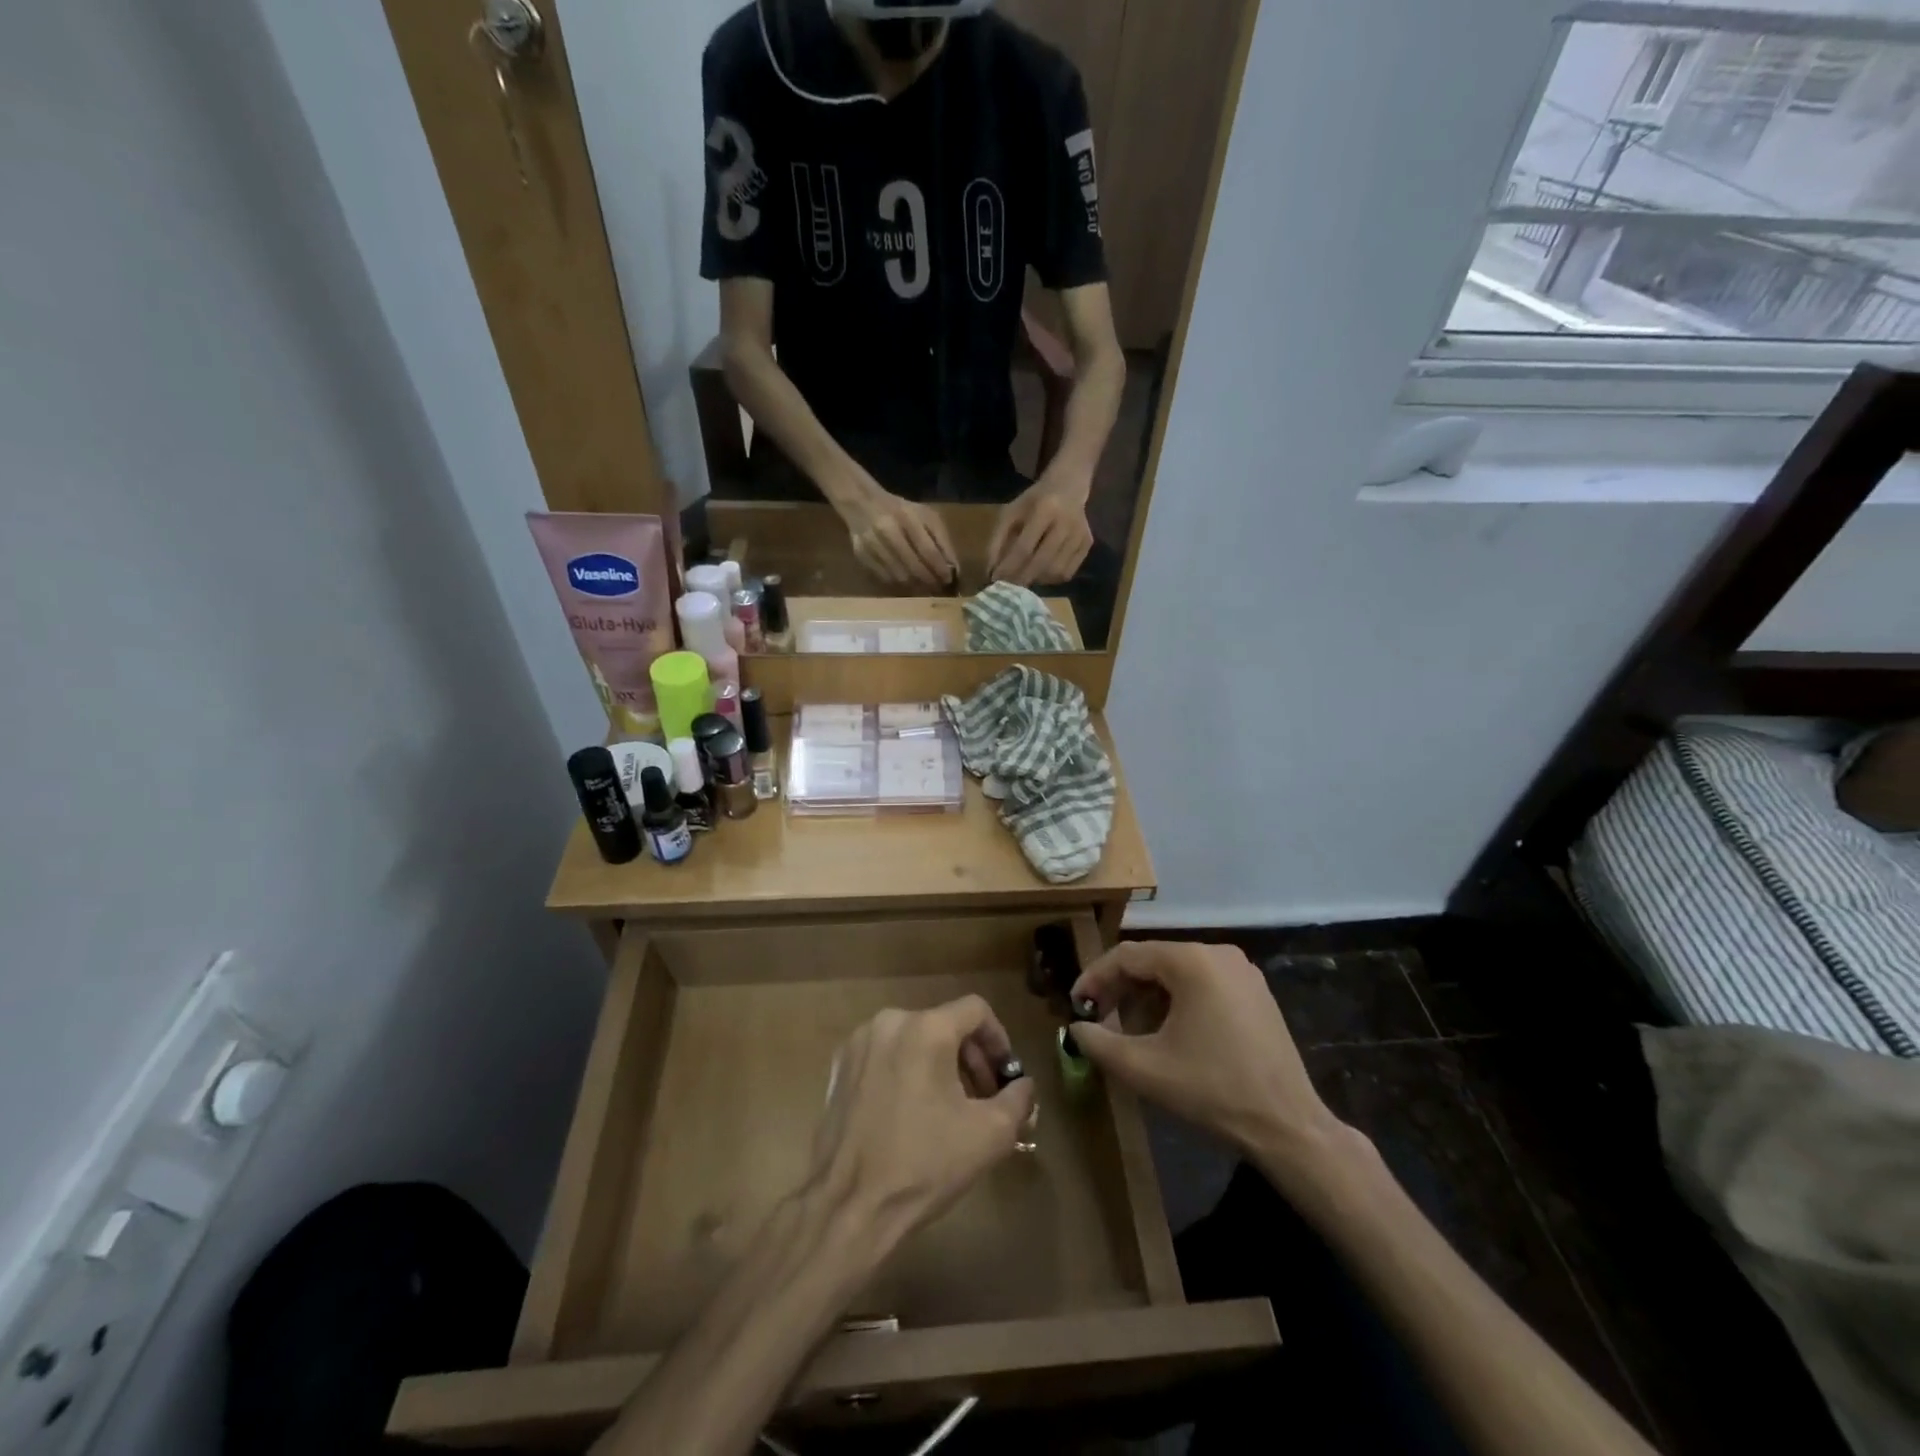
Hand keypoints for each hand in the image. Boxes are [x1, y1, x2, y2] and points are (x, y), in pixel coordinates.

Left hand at [808, 997, 1036, 1246]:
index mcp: (926, 1028)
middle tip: (983, 1098)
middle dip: (971, 1058)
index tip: (1005, 1076)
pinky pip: (886, 1055)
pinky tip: (912, 1114)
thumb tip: (1024, 1085)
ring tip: (949, 1109)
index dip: (999, 1039)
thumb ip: (1018, 1099)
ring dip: (939, 1065)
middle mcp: (890, 1022)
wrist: (850, 1206)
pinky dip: (907, 1072)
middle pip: (944, 1024)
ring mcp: (859, 1043)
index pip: (976, 1010)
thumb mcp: (990, 1134)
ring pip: (914, 1039)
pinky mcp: (839, 1067)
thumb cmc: (925, 1164)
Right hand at [835, 481, 957, 587]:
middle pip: (913, 566)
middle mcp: (888, 531)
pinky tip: (908, 583)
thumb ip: (942, 540)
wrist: (863, 504)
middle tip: (938, 588)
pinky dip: (899, 584)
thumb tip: (954, 568)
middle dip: (929, 581)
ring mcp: (872, 545)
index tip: (948, 580)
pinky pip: (885, 578)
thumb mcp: (926, 516)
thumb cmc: (902, 511)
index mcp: (908, 517)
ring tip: (925, 587)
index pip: (928, 550)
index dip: (940, 569)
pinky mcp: (862, 556)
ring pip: (899, 576)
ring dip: (916, 586)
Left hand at [986, 471, 1093, 586]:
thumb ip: (998, 540)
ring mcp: (1080, 534)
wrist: (1069, 485)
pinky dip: (1051, 579)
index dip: (1009, 567)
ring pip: (1056, 571)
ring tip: (1024, 578)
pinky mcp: (1088, 544)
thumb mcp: (1011, 512)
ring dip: (1037, 580)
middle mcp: (1066, 522)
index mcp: (1045, 509)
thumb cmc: (1034, 500)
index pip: (1024, 547)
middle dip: (1022, 578)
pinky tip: (1041, 573)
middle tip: (1009, 587)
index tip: (996, 580)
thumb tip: (991, 572)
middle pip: (1042, 562)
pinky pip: (1068, 572)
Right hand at [1071, 941, 1347, 1170]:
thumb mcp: (1145, 1069)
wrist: (1288, 1126)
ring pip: (1177, 973)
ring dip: (1147, 996)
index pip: (1127, 956)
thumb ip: (1100, 1043)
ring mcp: (1241, 971)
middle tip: (1098, 1018)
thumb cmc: (1212, 1090)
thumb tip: (1076, 1028)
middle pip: (1153, 961)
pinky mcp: (1255, 992)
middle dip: (1120, 989)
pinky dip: (1176, 1001)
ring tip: (1129, 1030)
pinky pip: (1202, 983)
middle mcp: (1217, 953)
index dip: (1095, 978)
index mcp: (1191, 961)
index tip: (1076, 1005)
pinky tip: (1166, 1032)